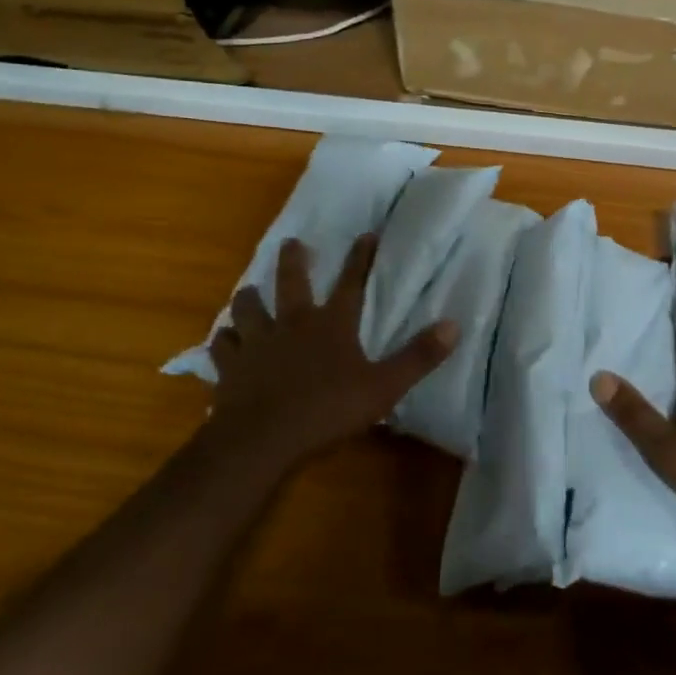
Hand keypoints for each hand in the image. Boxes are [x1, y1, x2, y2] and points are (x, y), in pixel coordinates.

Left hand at [208, 234, 457, 467]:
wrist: (262, 440)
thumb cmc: (327, 410)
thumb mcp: (383, 386)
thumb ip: (418, 356)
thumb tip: (454, 325)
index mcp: (331, 324)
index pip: (351, 282)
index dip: (360, 258)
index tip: (366, 234)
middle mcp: (292, 323)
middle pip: (290, 282)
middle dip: (293, 260)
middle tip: (292, 243)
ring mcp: (256, 343)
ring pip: (247, 309)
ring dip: (249, 298)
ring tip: (249, 292)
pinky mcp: (229, 368)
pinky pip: (221, 347)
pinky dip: (224, 341)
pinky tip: (224, 341)